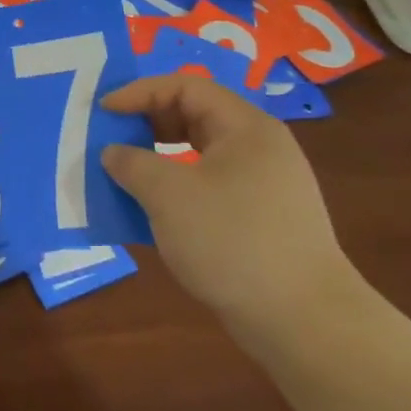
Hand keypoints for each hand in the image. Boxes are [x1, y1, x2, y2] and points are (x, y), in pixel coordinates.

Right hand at [99, 73, 359, 336]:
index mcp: (245, 128)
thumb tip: (114, 153)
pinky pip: (209, 187)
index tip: (104, 111)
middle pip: (194, 116)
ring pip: (200, 155)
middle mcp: (259, 148)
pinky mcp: (262, 221)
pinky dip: (177, 190)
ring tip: (126, 175)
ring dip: (158, 159)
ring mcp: (264, 186)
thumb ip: (132, 164)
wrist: (306, 323)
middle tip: (112, 139)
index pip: (185, 86)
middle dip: (147, 123)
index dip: (140, 92)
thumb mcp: (168, 195)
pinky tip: (153, 213)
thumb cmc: (233, 242)